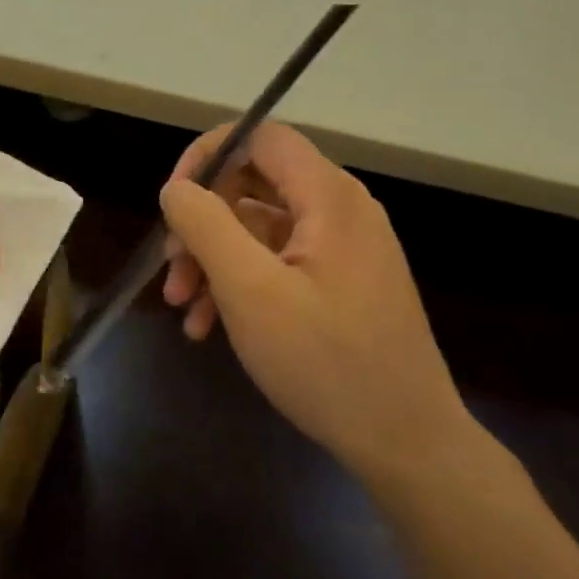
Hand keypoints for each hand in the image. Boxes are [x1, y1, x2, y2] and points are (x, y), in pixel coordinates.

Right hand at [159, 122, 469, 480]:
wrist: (406, 442)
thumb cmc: (326, 361)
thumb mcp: (250, 290)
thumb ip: (206, 226)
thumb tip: (176, 188)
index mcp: (328, 196)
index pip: (260, 137)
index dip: (208, 156)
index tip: (172, 201)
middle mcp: (340, 210)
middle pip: (254, 185)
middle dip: (203, 223)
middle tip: (172, 269)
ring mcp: (342, 249)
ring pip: (259, 230)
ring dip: (214, 261)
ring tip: (182, 309)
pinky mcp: (340, 284)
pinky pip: (278, 263)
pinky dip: (241, 284)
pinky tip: (208, 327)